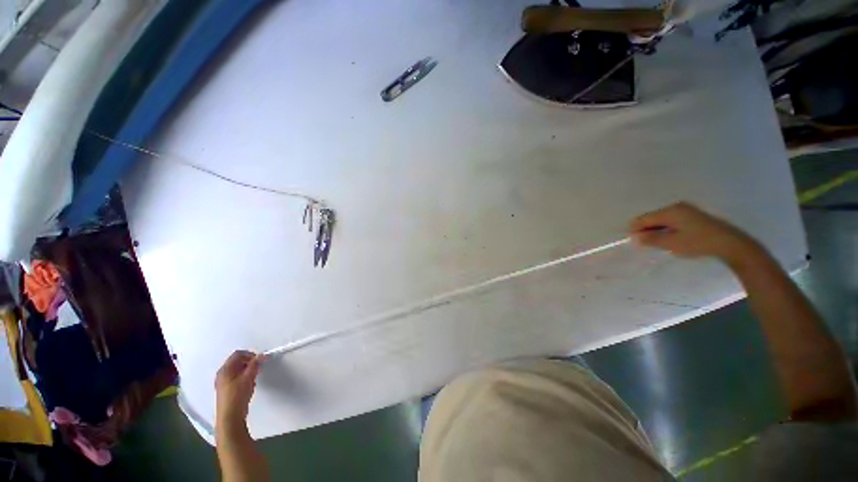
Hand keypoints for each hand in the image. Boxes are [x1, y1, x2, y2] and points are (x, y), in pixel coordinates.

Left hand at [215, 350, 261, 426]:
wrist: (230, 417)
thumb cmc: (236, 398)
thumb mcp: (247, 380)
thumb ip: (254, 367)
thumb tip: (259, 357)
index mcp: (225, 368)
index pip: (237, 355)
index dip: (250, 355)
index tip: (261, 359)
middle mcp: (222, 374)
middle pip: (236, 363)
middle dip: (248, 365)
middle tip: (258, 369)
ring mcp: (223, 383)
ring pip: (236, 373)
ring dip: (246, 374)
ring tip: (254, 380)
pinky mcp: (226, 392)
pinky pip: (235, 381)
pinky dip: (243, 381)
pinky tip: (248, 389)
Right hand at [629, 202, 757, 262]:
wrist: (722, 240)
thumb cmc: (697, 242)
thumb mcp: (674, 244)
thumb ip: (655, 240)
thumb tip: (638, 237)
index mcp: (671, 211)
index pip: (649, 217)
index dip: (638, 225)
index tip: (627, 233)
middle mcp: (677, 206)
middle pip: (657, 216)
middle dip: (647, 227)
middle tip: (638, 240)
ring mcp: (686, 210)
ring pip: (665, 218)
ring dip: (657, 228)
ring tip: (650, 241)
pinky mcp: (692, 216)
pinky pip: (673, 220)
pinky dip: (666, 228)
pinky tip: (667, 237)